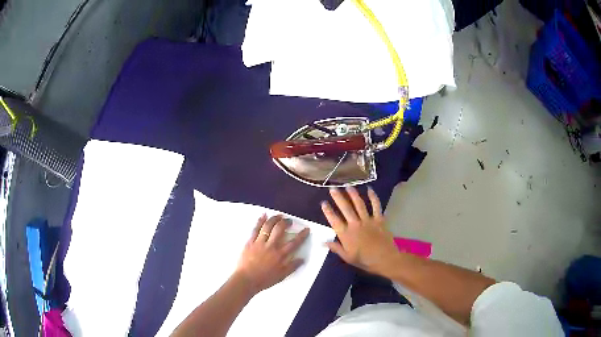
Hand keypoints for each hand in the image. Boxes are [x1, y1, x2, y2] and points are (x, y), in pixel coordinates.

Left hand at [235, 214, 309, 293]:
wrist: (246, 280)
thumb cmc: (264, 279)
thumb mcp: (282, 276)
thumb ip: (292, 267)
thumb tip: (302, 259)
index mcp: (280, 255)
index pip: (294, 243)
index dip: (301, 235)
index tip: (306, 229)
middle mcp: (271, 246)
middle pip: (280, 230)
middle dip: (285, 222)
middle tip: (289, 220)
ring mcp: (259, 243)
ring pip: (268, 226)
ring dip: (274, 219)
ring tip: (279, 215)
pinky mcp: (250, 242)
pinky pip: (255, 229)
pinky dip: (260, 221)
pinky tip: (263, 215)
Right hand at [321, 187, 399, 276]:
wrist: (384, 259)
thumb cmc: (364, 260)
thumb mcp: (347, 257)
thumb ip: (336, 248)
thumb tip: (323, 242)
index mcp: (346, 234)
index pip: (334, 220)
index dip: (328, 211)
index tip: (323, 203)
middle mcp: (355, 224)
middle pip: (345, 208)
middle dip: (338, 197)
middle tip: (333, 188)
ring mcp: (368, 220)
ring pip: (359, 204)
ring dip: (353, 194)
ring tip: (348, 186)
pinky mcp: (379, 219)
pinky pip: (376, 206)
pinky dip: (373, 197)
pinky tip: (369, 189)